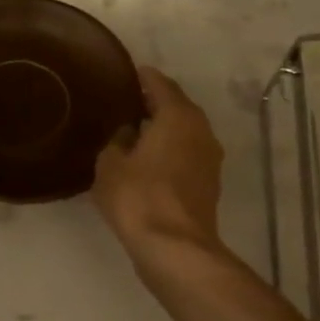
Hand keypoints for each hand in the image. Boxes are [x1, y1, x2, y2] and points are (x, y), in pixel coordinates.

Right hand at [92, 66, 224, 255]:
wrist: (174, 248)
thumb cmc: (138, 197)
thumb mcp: (110, 164)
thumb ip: (117, 141)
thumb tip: (128, 134)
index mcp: (178, 116)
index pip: (160, 85)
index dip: (143, 77)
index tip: (127, 73)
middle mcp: (200, 131)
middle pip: (177, 108)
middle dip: (154, 104)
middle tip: (126, 103)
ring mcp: (209, 159)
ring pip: (183, 133)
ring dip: (163, 130)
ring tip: (134, 132)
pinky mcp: (208, 184)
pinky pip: (185, 155)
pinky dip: (169, 152)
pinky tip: (147, 160)